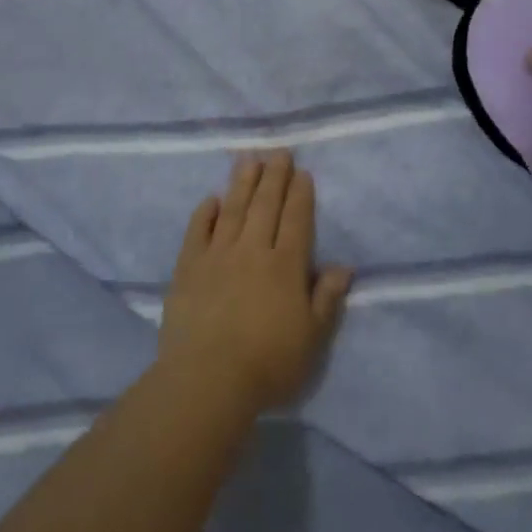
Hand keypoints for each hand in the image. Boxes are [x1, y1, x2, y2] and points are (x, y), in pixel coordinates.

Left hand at [159, 151, 352, 417]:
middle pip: (265, 206)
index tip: (302, 173)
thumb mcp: (312, 337)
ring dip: (242, 183)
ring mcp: (217, 256)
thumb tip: (344, 267)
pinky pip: (197, 231)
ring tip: (248, 160)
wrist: (207, 379)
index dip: (300, 195)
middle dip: (274, 177)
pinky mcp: (187, 268)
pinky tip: (211, 199)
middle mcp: (253, 251)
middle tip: (278, 152)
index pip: (296, 220)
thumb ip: (326, 299)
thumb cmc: (268, 363)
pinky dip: (205, 212)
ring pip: (233, 210)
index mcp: (286, 266)